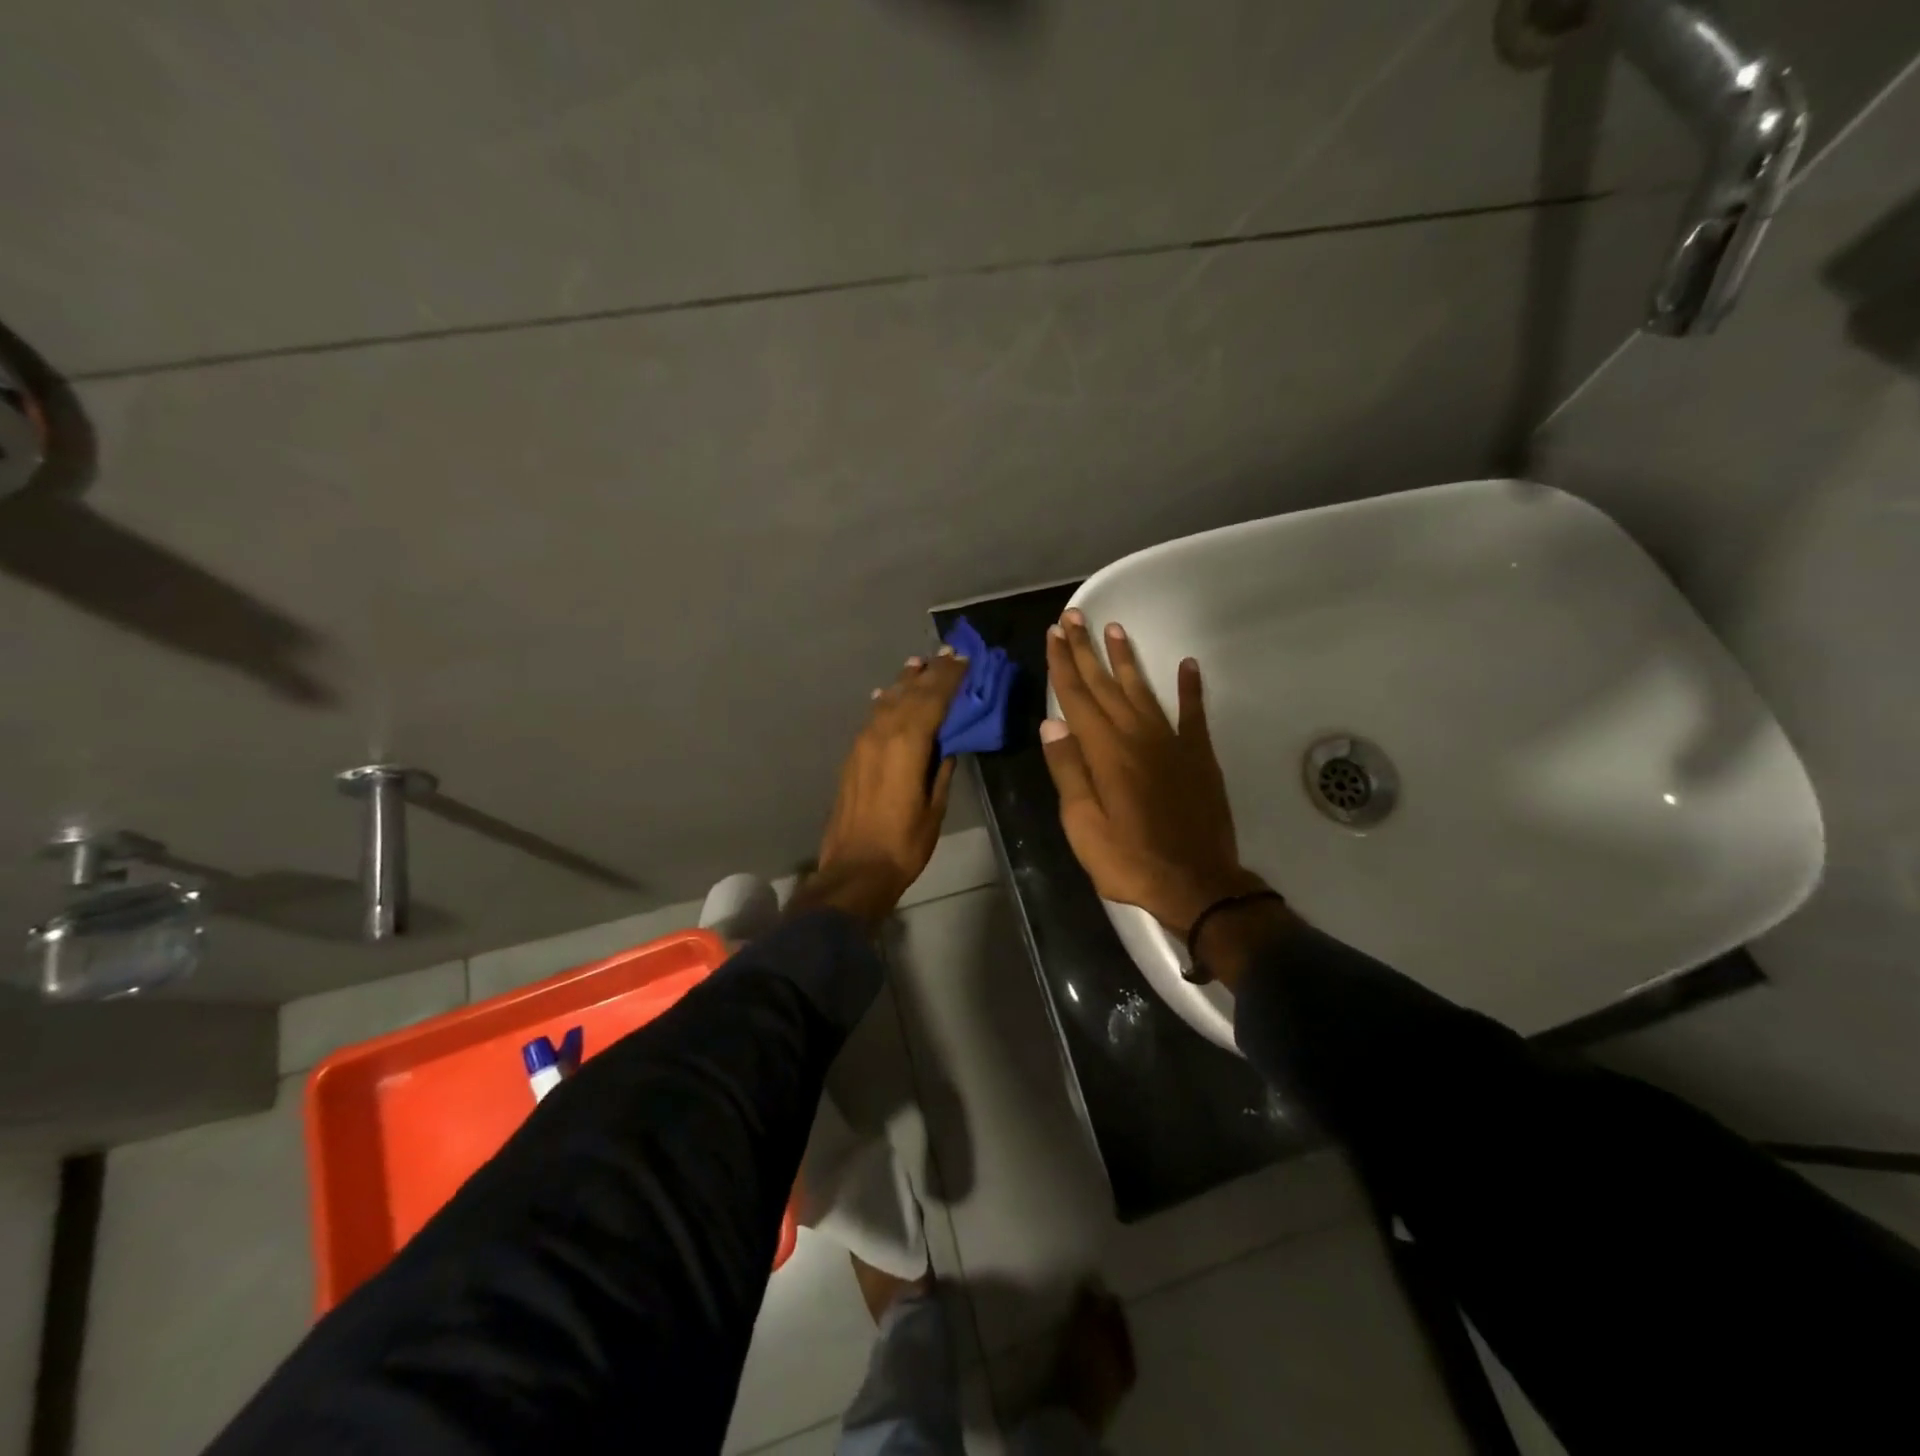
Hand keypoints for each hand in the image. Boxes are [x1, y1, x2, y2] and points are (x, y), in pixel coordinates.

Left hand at [802, 649, 968, 928]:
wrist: (855, 868)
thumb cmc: (904, 843)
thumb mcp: (934, 807)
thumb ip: (941, 769)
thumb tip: (948, 744)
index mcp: (907, 745)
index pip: (933, 700)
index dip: (950, 678)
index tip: (964, 658)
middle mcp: (882, 735)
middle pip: (910, 694)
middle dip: (931, 673)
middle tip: (948, 653)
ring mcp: (863, 743)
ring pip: (888, 702)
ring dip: (906, 682)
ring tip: (919, 664)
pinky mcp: (853, 756)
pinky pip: (873, 717)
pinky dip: (887, 701)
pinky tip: (889, 694)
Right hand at [1040, 609, 1267, 938]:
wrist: (1197, 884)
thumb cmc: (1130, 860)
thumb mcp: (1083, 825)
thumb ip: (1069, 771)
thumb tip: (1051, 724)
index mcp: (1105, 752)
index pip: (1076, 698)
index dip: (1063, 664)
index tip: (1053, 634)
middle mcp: (1137, 736)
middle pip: (1105, 685)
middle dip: (1086, 650)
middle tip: (1074, 617)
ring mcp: (1171, 743)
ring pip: (1143, 690)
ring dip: (1127, 659)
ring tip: (1115, 629)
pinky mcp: (1199, 756)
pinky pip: (1193, 713)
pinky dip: (1190, 688)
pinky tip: (1186, 665)